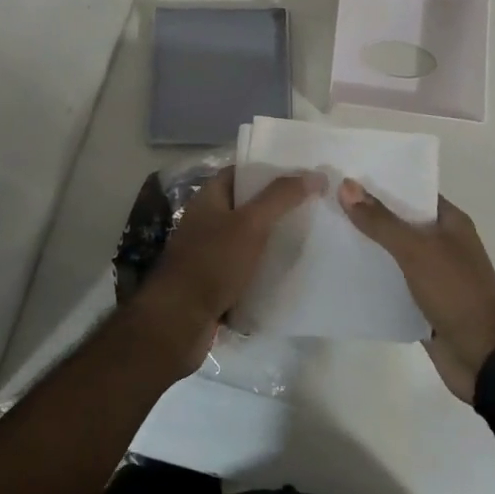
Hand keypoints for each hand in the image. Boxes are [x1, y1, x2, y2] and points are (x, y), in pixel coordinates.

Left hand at [138, 167, 323, 373]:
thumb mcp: (251, 223)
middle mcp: (206, 221)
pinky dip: (263, 271)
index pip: (240, 173)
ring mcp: (208, 254)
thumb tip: (315, 174)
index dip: (268, 171)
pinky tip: (288, 274)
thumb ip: (281, 197)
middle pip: (246, 207)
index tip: (300, 176)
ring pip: (247, 240)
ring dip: (271, 241)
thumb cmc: (213, 262)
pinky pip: (244, 270)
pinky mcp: (214, 284)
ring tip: (307, 240)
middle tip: (311, 208)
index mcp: (208, 198)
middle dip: (275, 208)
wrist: (179, 321)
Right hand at [339, 180, 494, 402]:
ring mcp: (432, 274)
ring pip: (393, 253)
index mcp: (450, 222)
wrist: (484, 358)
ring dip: (366, 245)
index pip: (412, 191)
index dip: (382, 182)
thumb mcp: (417, 251)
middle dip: (368, 213)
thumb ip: (381, 221)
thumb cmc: (457, 293)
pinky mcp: (421, 303)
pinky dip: (371, 277)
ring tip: (324, 229)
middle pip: (400, 221)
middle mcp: (442, 243)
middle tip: (326, 199)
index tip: (346, 173)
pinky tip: (340, 270)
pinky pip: (391, 283)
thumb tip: (346, 185)